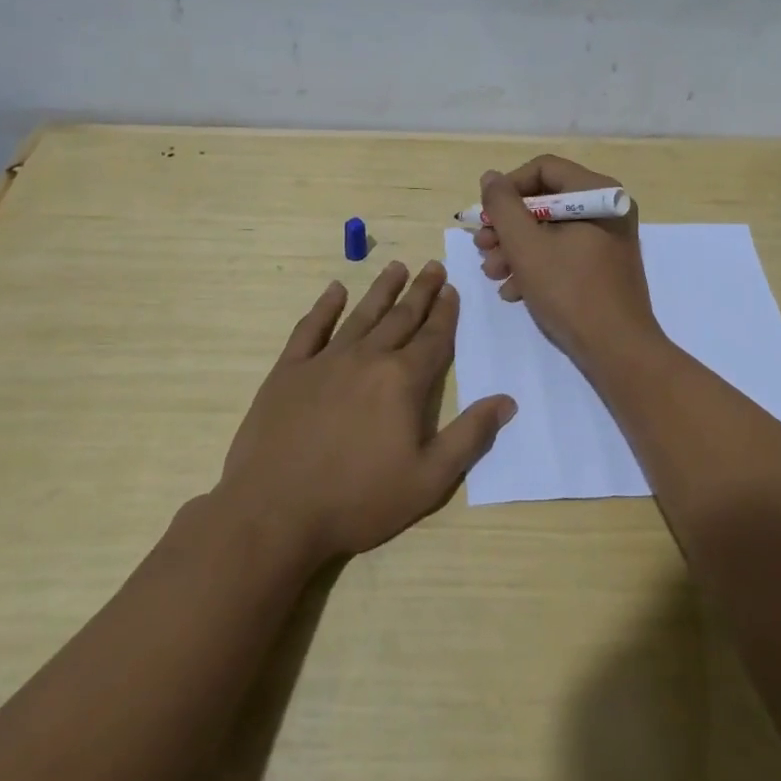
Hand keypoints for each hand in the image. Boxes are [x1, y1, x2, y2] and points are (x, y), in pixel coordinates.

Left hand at [216, 260, 514, 565]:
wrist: (274, 512)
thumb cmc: (358, 500)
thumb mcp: (428, 480)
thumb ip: (469, 436)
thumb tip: (507, 401)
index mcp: (403, 381)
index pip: (433, 338)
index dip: (445, 313)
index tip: (452, 290)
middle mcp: (368, 358)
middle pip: (401, 317)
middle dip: (421, 291)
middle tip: (433, 267)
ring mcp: (325, 361)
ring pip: (361, 314)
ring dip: (382, 290)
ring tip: (396, 267)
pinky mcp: (289, 371)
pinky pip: (311, 328)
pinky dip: (324, 307)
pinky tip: (334, 290)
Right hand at [474, 155, 663, 369]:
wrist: (618, 351)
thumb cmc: (570, 291)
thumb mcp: (526, 246)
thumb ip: (503, 206)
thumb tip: (491, 178)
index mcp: (597, 193)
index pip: (543, 168)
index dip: (508, 188)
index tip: (485, 216)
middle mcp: (607, 208)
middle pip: (545, 201)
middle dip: (508, 226)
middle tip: (483, 247)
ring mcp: (608, 238)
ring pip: (551, 230)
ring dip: (516, 249)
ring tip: (493, 273)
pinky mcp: (604, 266)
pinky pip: (564, 252)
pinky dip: (536, 265)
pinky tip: (514, 291)